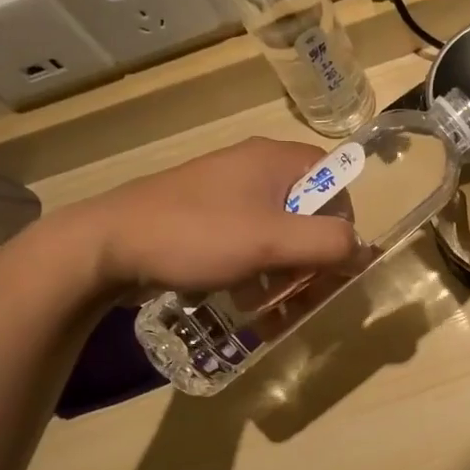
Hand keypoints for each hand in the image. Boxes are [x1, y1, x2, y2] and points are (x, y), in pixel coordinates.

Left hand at [54, 138, 359, 293]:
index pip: (337, 180)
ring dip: (287, 272)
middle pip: (309, 211)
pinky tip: (249, 301)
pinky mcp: (206, 216)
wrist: (107, 245)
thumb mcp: (273, 241)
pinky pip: (250, 241)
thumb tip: (363, 250)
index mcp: (277, 159)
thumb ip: (329, 243)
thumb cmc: (198, 234)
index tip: (331, 263)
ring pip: (280, 232)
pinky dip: (258, 270)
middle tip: (305, 297)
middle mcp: (256, 168)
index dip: (343, 223)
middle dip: (313, 259)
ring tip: (277, 310)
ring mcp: (228, 191)